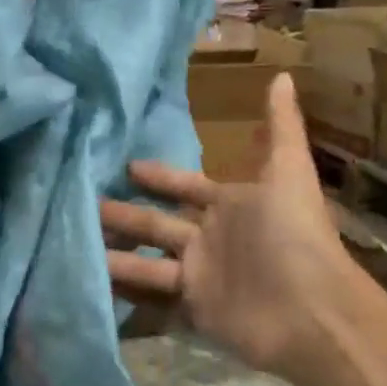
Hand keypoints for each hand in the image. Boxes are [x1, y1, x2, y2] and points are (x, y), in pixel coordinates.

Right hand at [100, 73, 370, 385]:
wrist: (312, 311)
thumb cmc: (294, 234)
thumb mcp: (288, 172)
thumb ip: (281, 126)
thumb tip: (282, 74)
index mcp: (230, 205)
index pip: (184, 186)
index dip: (158, 177)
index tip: (126, 165)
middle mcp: (211, 237)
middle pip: (157, 223)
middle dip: (123, 214)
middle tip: (82, 202)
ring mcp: (201, 275)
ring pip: (147, 259)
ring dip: (115, 251)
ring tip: (74, 242)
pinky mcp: (194, 309)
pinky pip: (154, 296)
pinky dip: (126, 289)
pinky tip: (90, 280)